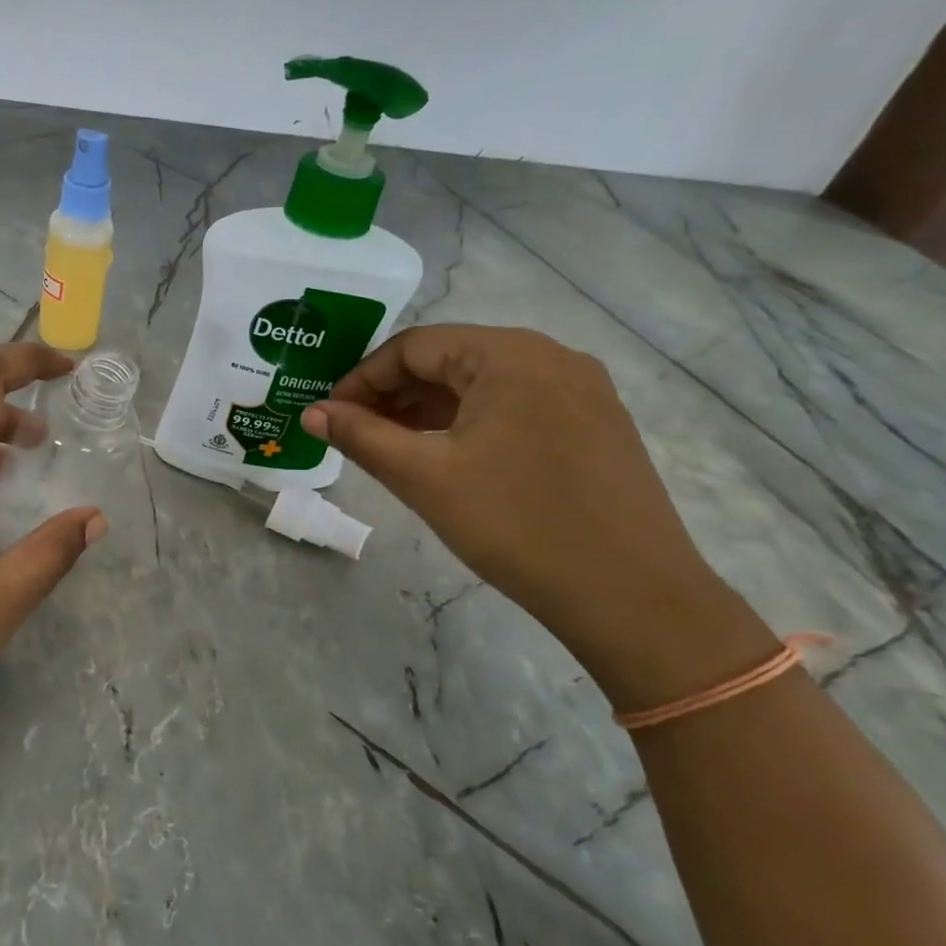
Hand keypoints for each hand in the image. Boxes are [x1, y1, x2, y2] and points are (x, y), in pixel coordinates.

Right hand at [303, 325, 767, 694]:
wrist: (635, 598)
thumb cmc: (516, 525)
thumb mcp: (424, 477)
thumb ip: (361, 436)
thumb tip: (311, 413)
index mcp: (509, 354)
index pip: (414, 346)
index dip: (362, 378)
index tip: (331, 416)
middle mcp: (550, 356)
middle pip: (450, 360)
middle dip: (394, 393)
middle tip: (354, 433)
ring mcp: (581, 390)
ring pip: (482, 384)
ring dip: (429, 409)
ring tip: (391, 446)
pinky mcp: (595, 424)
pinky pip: (516, 406)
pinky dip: (470, 422)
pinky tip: (447, 456)